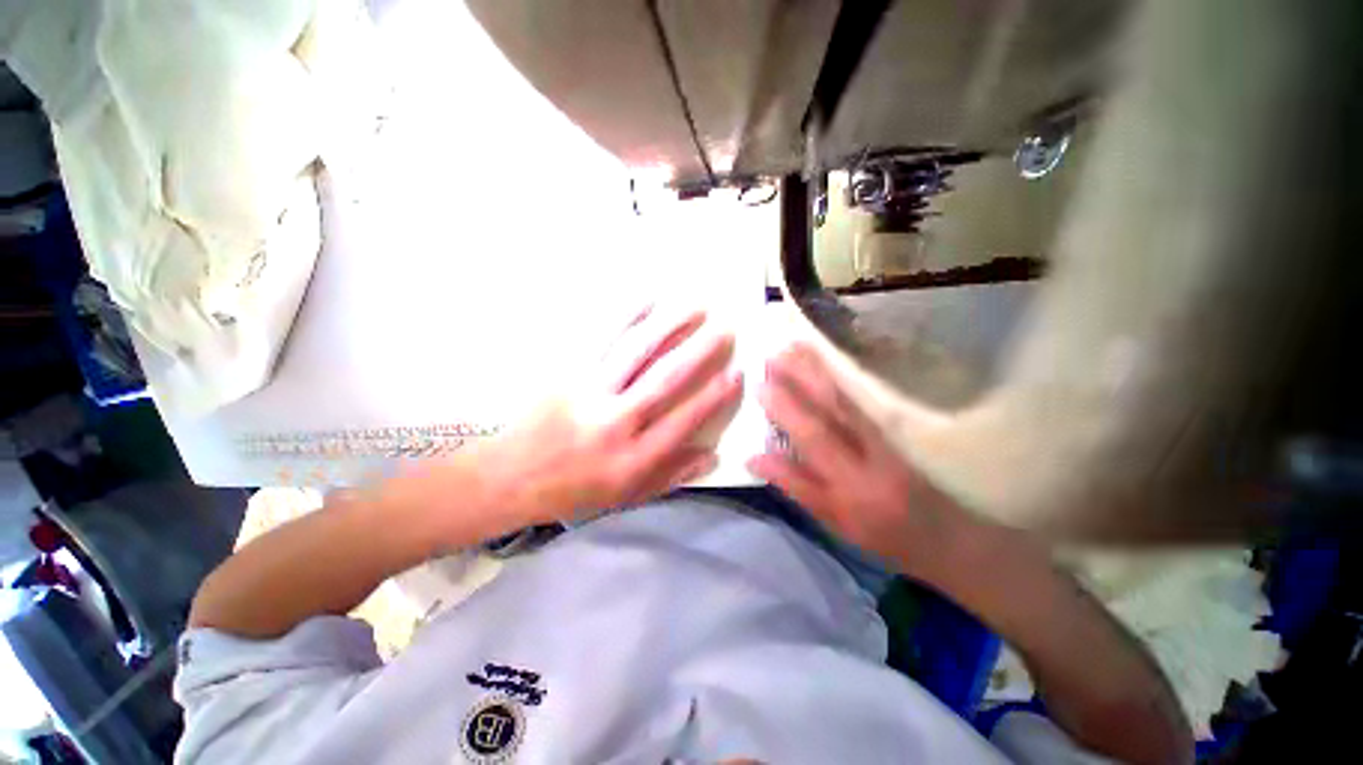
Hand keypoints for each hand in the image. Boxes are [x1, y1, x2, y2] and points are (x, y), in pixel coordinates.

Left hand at [453, 305, 742, 536]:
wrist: (508, 478)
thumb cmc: (573, 491)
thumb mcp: (625, 497)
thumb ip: (670, 476)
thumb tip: (712, 455)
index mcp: (632, 459)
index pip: (683, 421)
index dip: (713, 397)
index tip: (736, 372)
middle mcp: (614, 424)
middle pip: (664, 381)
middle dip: (699, 352)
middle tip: (725, 329)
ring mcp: (588, 394)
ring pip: (635, 353)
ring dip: (668, 326)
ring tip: (694, 306)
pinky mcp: (567, 374)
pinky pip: (600, 340)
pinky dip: (625, 317)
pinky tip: (647, 299)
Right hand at [747, 344, 983, 581]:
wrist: (951, 538)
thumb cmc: (882, 535)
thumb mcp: (832, 521)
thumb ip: (794, 486)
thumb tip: (754, 456)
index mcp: (852, 485)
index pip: (814, 438)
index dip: (786, 410)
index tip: (761, 387)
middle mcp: (874, 455)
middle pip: (835, 407)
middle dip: (802, 378)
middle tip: (774, 356)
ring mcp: (893, 437)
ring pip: (852, 395)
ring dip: (821, 369)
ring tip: (796, 347)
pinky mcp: (905, 428)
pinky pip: (868, 394)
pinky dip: (844, 374)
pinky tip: (828, 360)